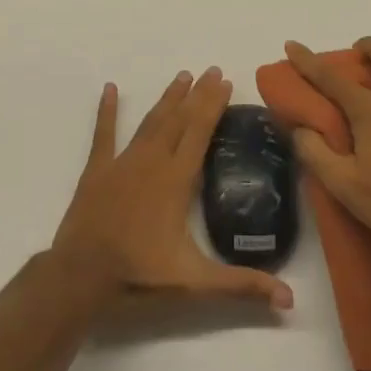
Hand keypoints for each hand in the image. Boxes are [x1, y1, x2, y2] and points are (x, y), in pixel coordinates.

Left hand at [52, 67, 293, 310]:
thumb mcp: (196, 283)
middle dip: (197, 94)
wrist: (80, 279)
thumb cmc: (139, 276)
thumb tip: (290, 300)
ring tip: (182, 76)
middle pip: (179, 119)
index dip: (214, 105)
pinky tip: (109, 89)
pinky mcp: (97, 171)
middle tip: (211, 70)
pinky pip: (103, 134)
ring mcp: (122, 162)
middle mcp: (152, 161)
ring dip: (167, 99)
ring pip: (150, 122)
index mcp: (176, 180)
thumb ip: (242, 286)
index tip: (225, 81)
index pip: (200, 132)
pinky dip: (106, 111)